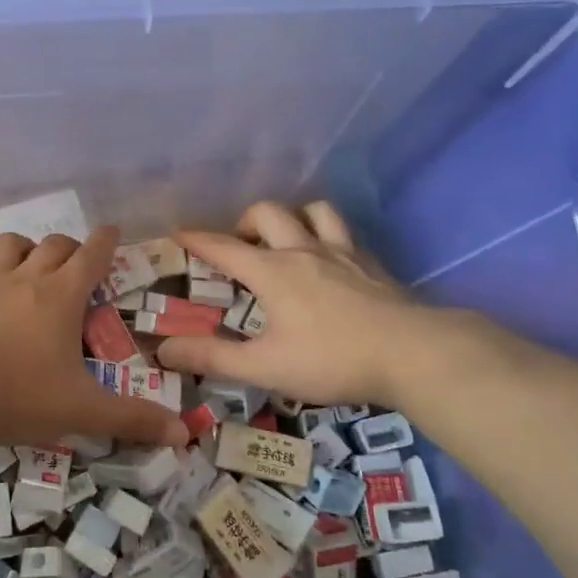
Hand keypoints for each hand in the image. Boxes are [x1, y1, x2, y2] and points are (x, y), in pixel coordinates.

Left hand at [0, 227, 189, 450]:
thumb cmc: (18, 398)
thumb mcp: (82, 412)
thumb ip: (132, 419)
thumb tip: (183, 434)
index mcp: (61, 297)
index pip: (91, 255)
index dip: (106, 240)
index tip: (113, 231)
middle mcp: (23, 279)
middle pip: (52, 245)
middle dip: (70, 248)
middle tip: (77, 263)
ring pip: (6, 246)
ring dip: (23, 248)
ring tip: (28, 263)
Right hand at [154, 201, 425, 406]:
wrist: (413, 353)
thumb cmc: (331, 359)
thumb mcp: (265, 366)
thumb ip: (213, 357)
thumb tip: (164, 349)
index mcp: (272, 271)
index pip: (223, 247)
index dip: (196, 238)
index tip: (177, 231)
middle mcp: (303, 251)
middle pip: (268, 213)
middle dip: (245, 222)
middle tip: (239, 248)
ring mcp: (342, 253)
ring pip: (313, 210)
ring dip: (292, 217)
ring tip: (285, 240)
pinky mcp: (372, 263)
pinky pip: (344, 232)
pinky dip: (327, 234)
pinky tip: (329, 259)